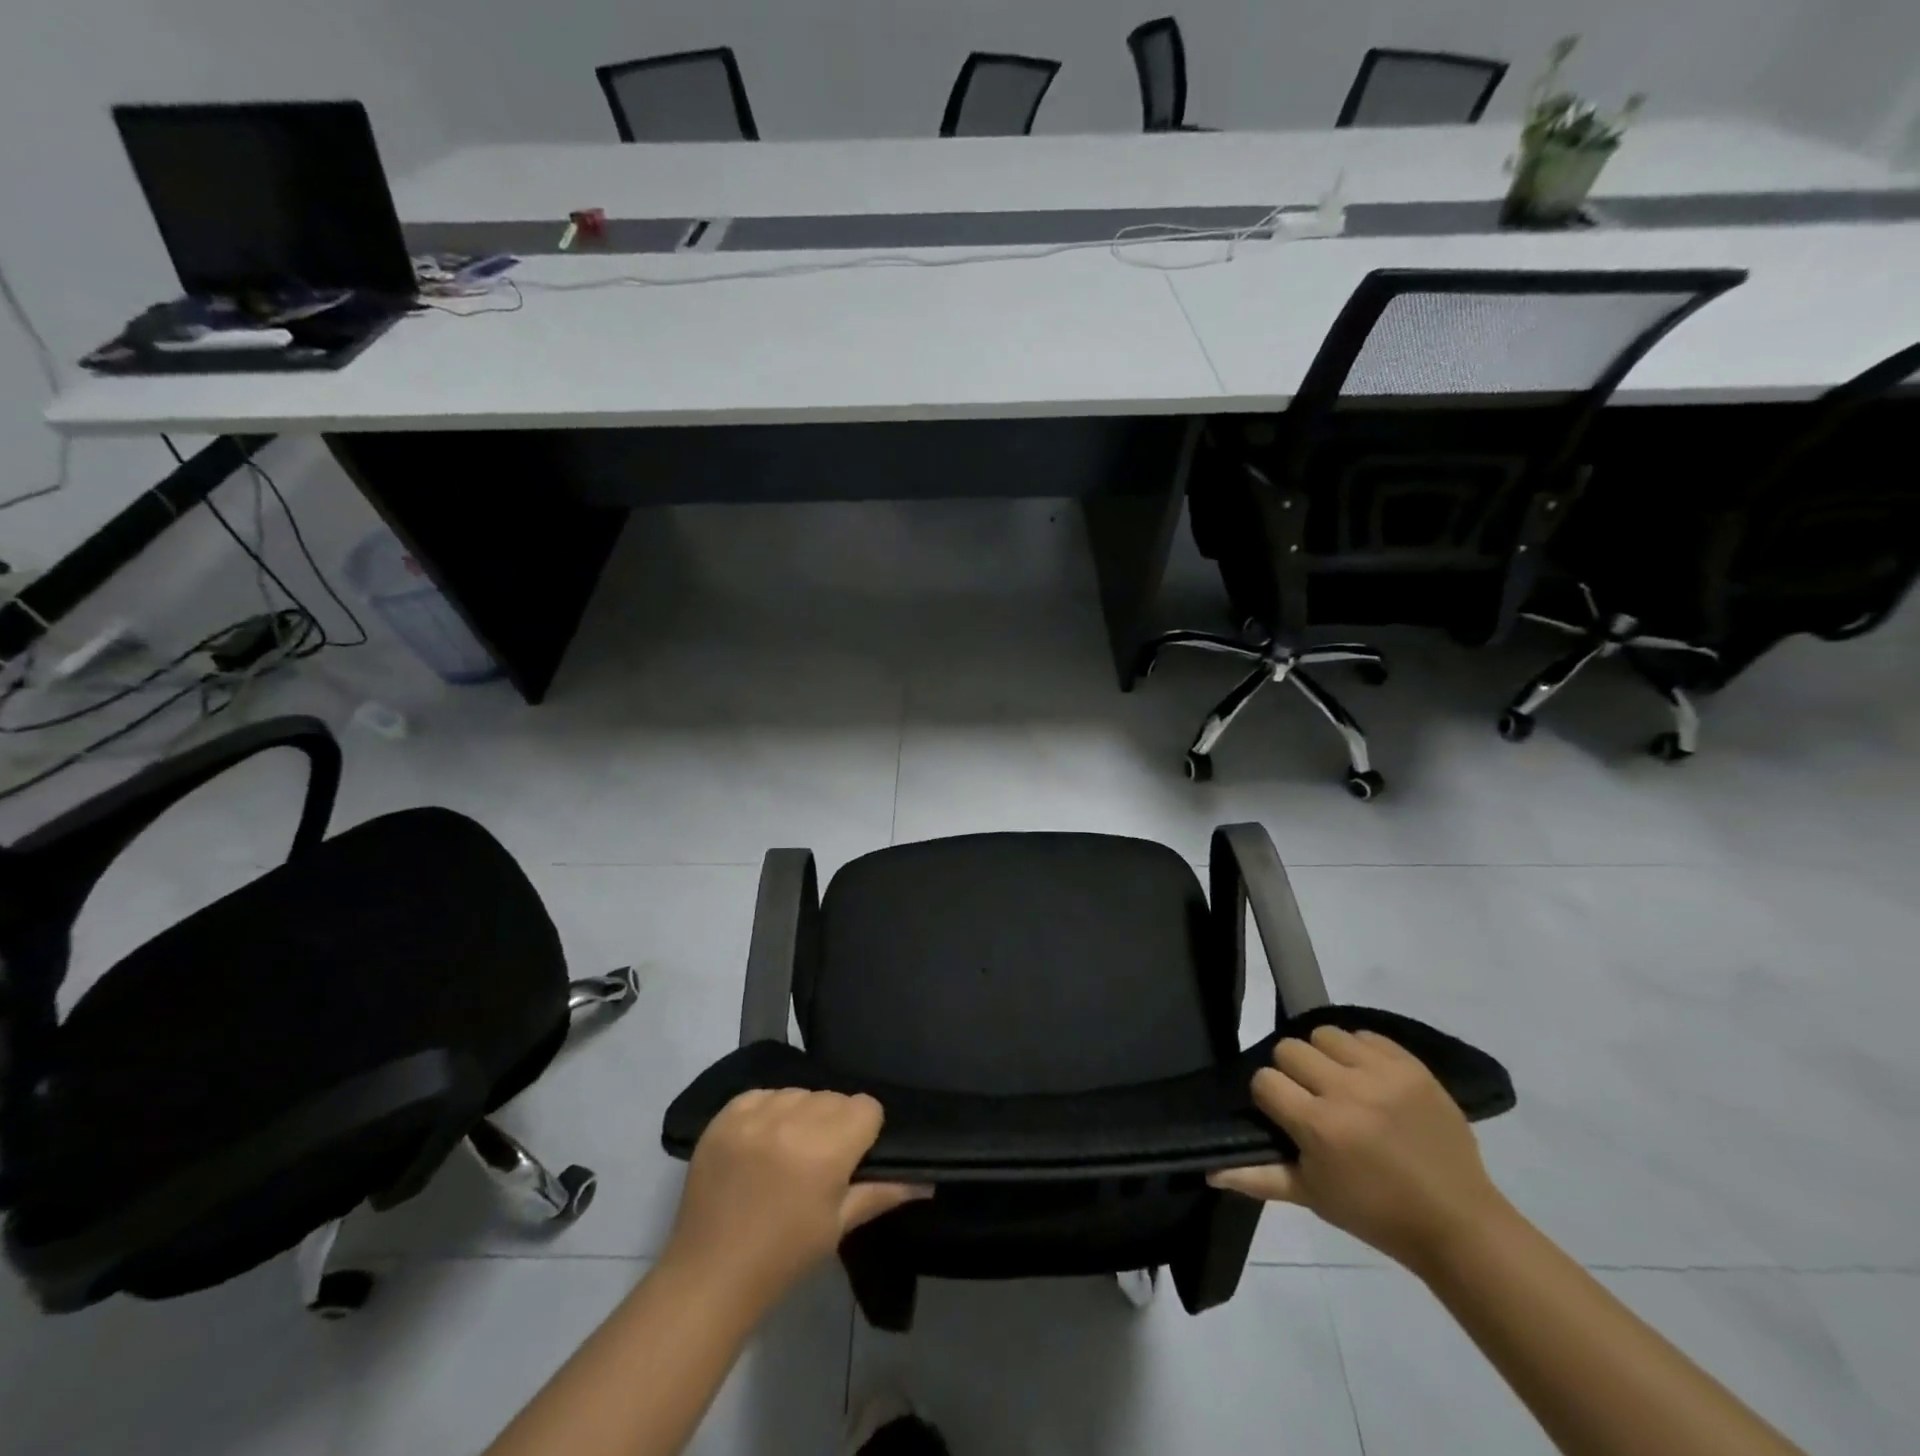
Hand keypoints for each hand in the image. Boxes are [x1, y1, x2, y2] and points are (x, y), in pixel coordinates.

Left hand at [664, 1089, 929, 1306]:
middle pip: (833, 1097)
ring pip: (799, 1092)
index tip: (854, 1158)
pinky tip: (761, 1141)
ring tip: (788, 1150)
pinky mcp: (724, 1116)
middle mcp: (792, 1121)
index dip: (865, 1131)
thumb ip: (884, 1192)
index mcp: (826, 1150)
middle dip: (834, 1122)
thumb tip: (929, 1180)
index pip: (866, 1107)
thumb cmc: (784, 1257)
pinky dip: (767, 1110)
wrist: (710, 1277)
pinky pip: (762, 1094)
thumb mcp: (838, 1226)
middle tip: (820, 1160)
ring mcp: (754, 1115)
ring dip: (801, 1114)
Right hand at [1208, 1027, 1509, 1271]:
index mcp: (1320, 1127)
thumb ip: (1259, 1177)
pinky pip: (1366, 1035)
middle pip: (1290, 1048)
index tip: (1285, 1116)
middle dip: (1293, 1072)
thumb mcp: (1313, 1197)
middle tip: (1311, 1098)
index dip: (1269, 1097)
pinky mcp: (1412, 1066)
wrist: (1458, 1223)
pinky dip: (1360, 1052)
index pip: (1265, 1080)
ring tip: (1340, 1083)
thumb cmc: (1376, 1214)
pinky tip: (1369, 1079)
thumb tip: (1210, 1171)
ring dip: (1325, 1056)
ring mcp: (1383, 1075)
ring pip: (1325, 1034)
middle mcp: (1347, 1092)